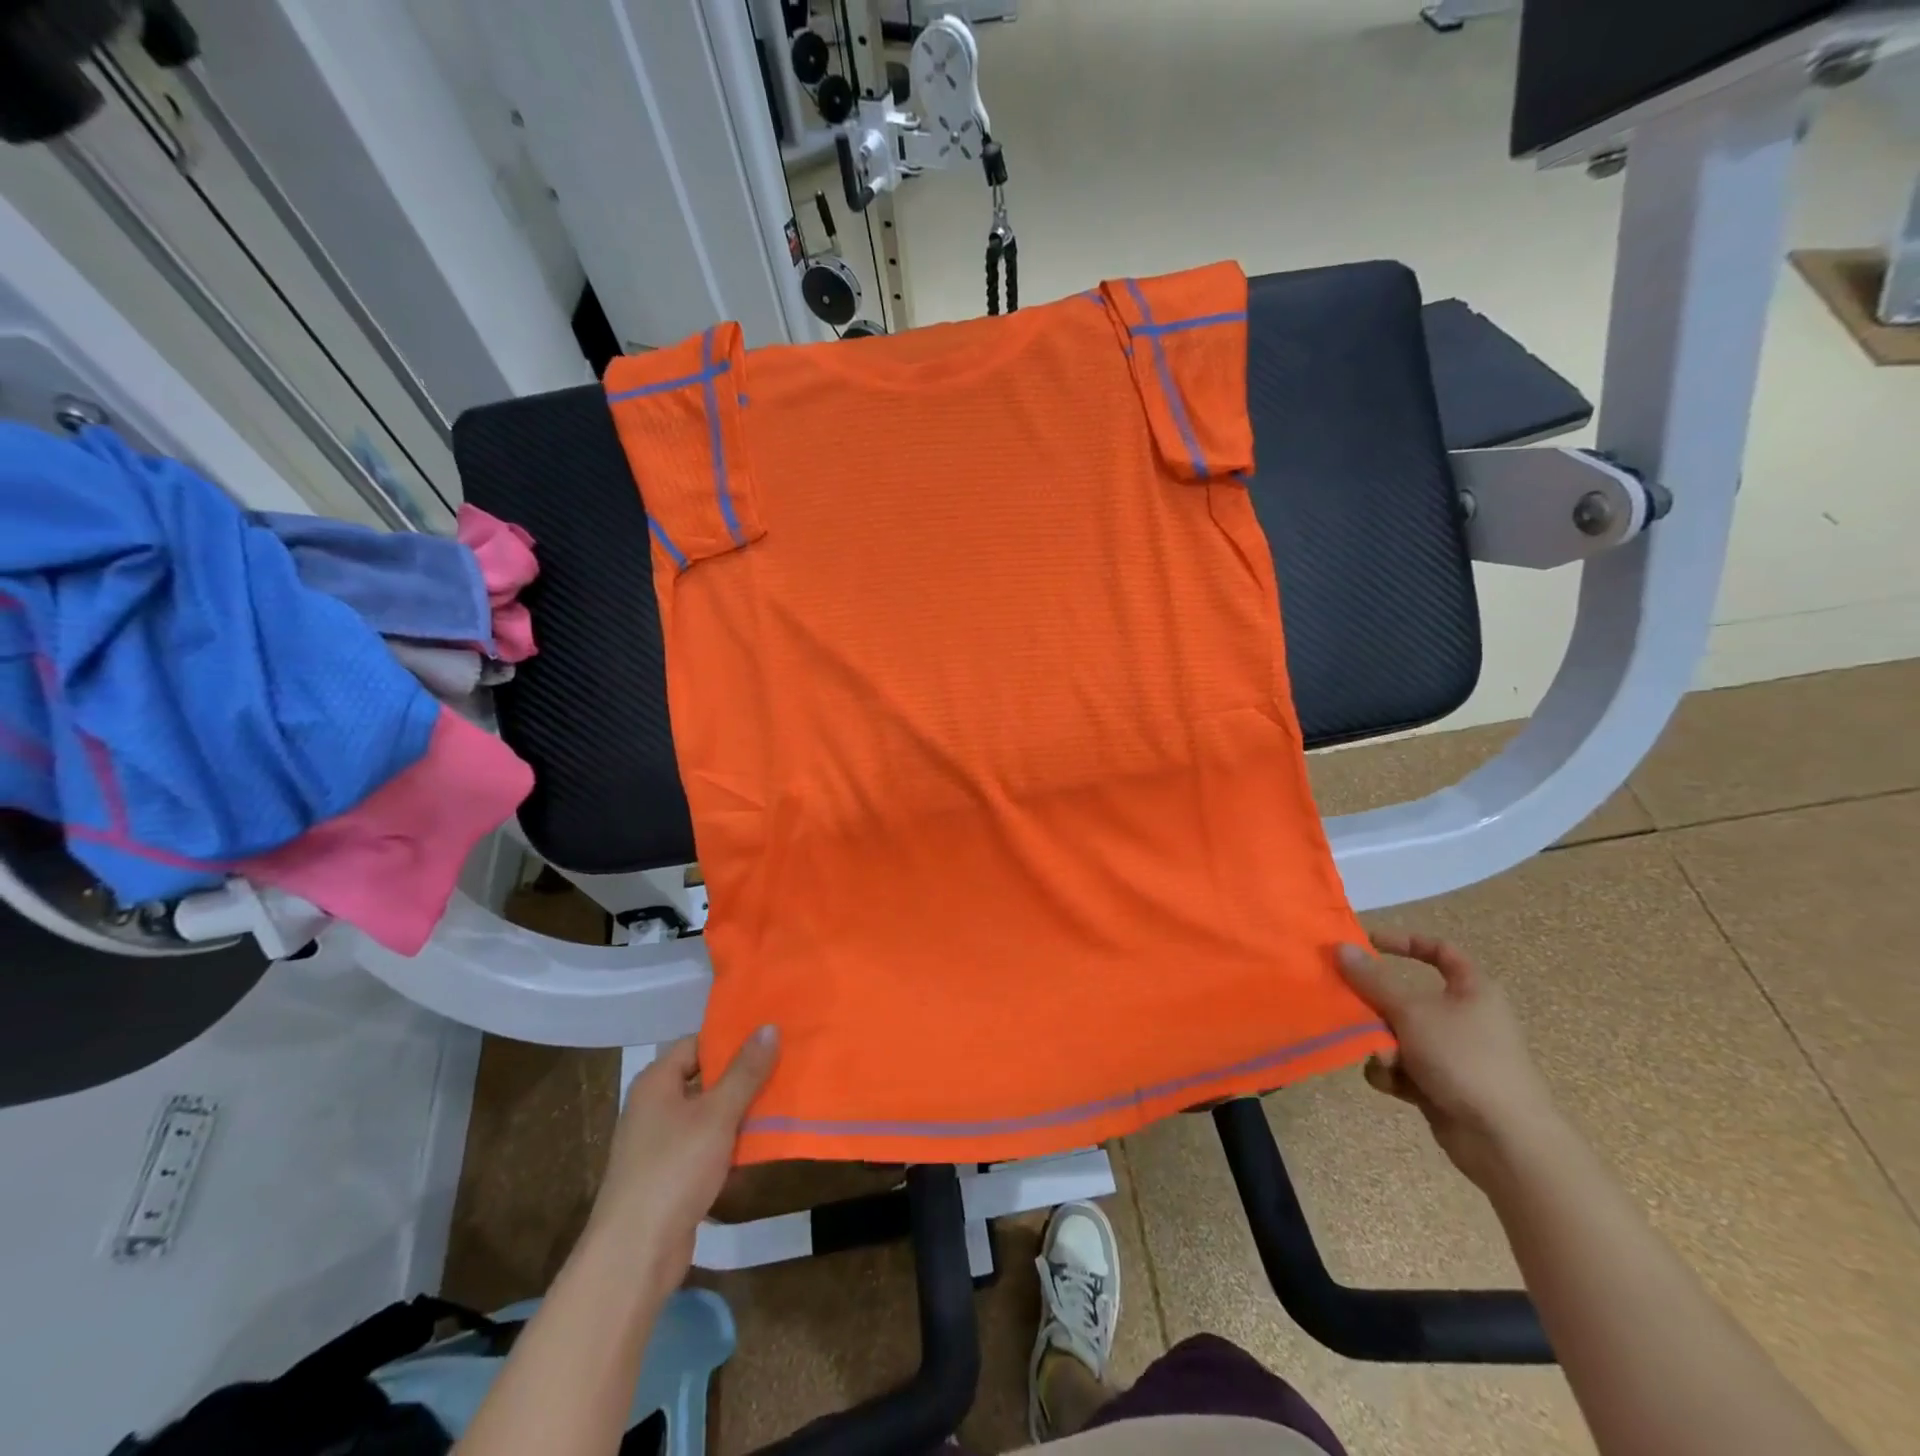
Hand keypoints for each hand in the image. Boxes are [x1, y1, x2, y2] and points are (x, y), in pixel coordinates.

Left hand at [583, 1026, 778, 1290]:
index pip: (697, 1043)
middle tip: (784, 1066)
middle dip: (742, 1076)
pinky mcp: (669, 1177)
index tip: (769, 1036)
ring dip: (740, 1112)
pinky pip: (705, 1147)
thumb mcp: (717, 1114)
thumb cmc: (674, 1169)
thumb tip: (769, 1026)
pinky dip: (729, 1145)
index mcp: (656, 1083)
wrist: (635, 1255)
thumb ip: (745, 1071)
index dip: (731, 1039)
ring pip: (708, 1115)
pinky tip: (760, 1147)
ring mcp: (660, 1144)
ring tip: (782, 1102)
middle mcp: (654, 1107)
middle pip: (704, 1079)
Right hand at [1336, 935, 1561, 1189]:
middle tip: (1352, 1009)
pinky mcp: (1440, 1084)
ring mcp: (1451, 1053)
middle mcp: (1463, 1017)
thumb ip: (1372, 980)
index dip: (1405, 942)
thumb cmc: (1464, 1059)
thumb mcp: (1412, 1012)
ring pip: (1397, 1033)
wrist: (1505, 1141)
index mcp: (1472, 990)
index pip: (1440, 951)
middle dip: (1376, 1008)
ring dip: (1381, 1046)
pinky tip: (1394, 1085)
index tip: (1368, 944)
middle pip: (1405, 997)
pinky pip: (1402, 1066)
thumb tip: (1341, 947)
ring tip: (1385, 1062)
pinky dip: (1393, 1073)